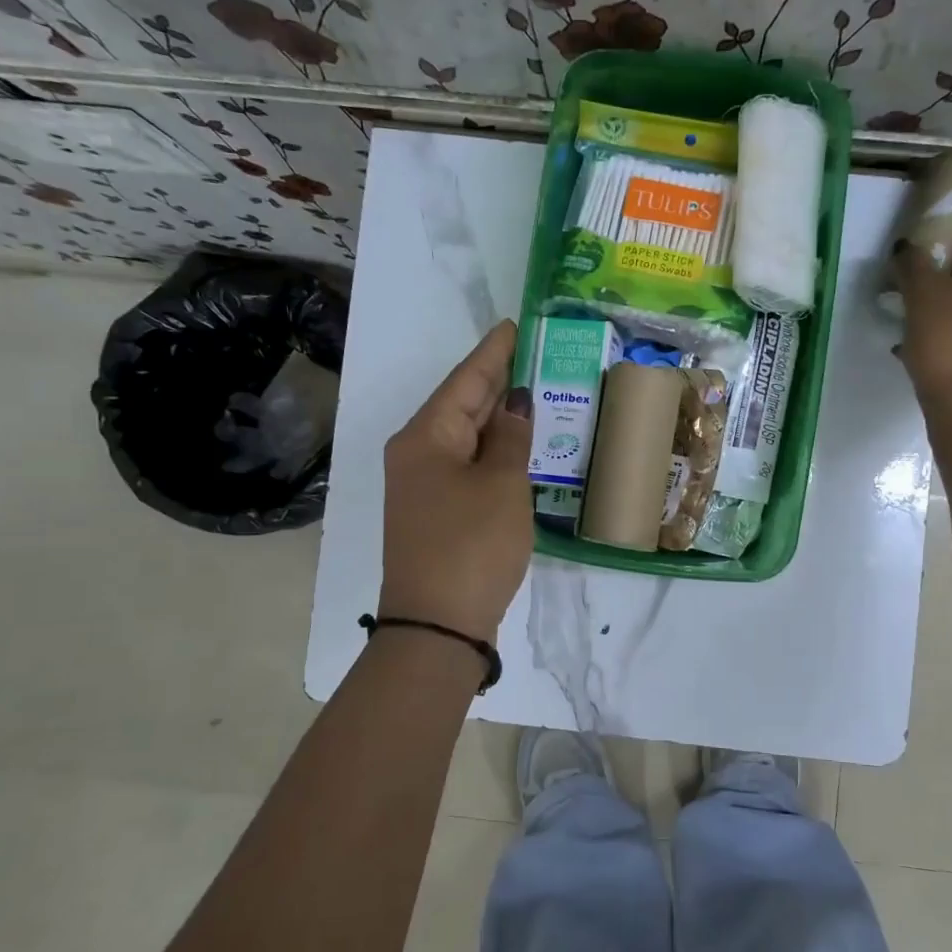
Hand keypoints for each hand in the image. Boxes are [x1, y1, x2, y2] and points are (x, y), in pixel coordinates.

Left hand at [378, 320, 533, 644]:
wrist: (437, 626)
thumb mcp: (502, 485)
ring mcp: (424, 484)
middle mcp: (418, 452)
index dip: (493, 352)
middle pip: (462, 404)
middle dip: (496, 380)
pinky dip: (494, 449)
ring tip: (533, 387)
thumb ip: (511, 439)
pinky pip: (468, 464)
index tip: (514, 325)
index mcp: (426, 436)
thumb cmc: (471, 546)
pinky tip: (517, 442)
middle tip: (533, 352)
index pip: (466, 380)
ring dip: (498, 416)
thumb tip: (515, 404)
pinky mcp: (437, 510)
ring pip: (466, 436)